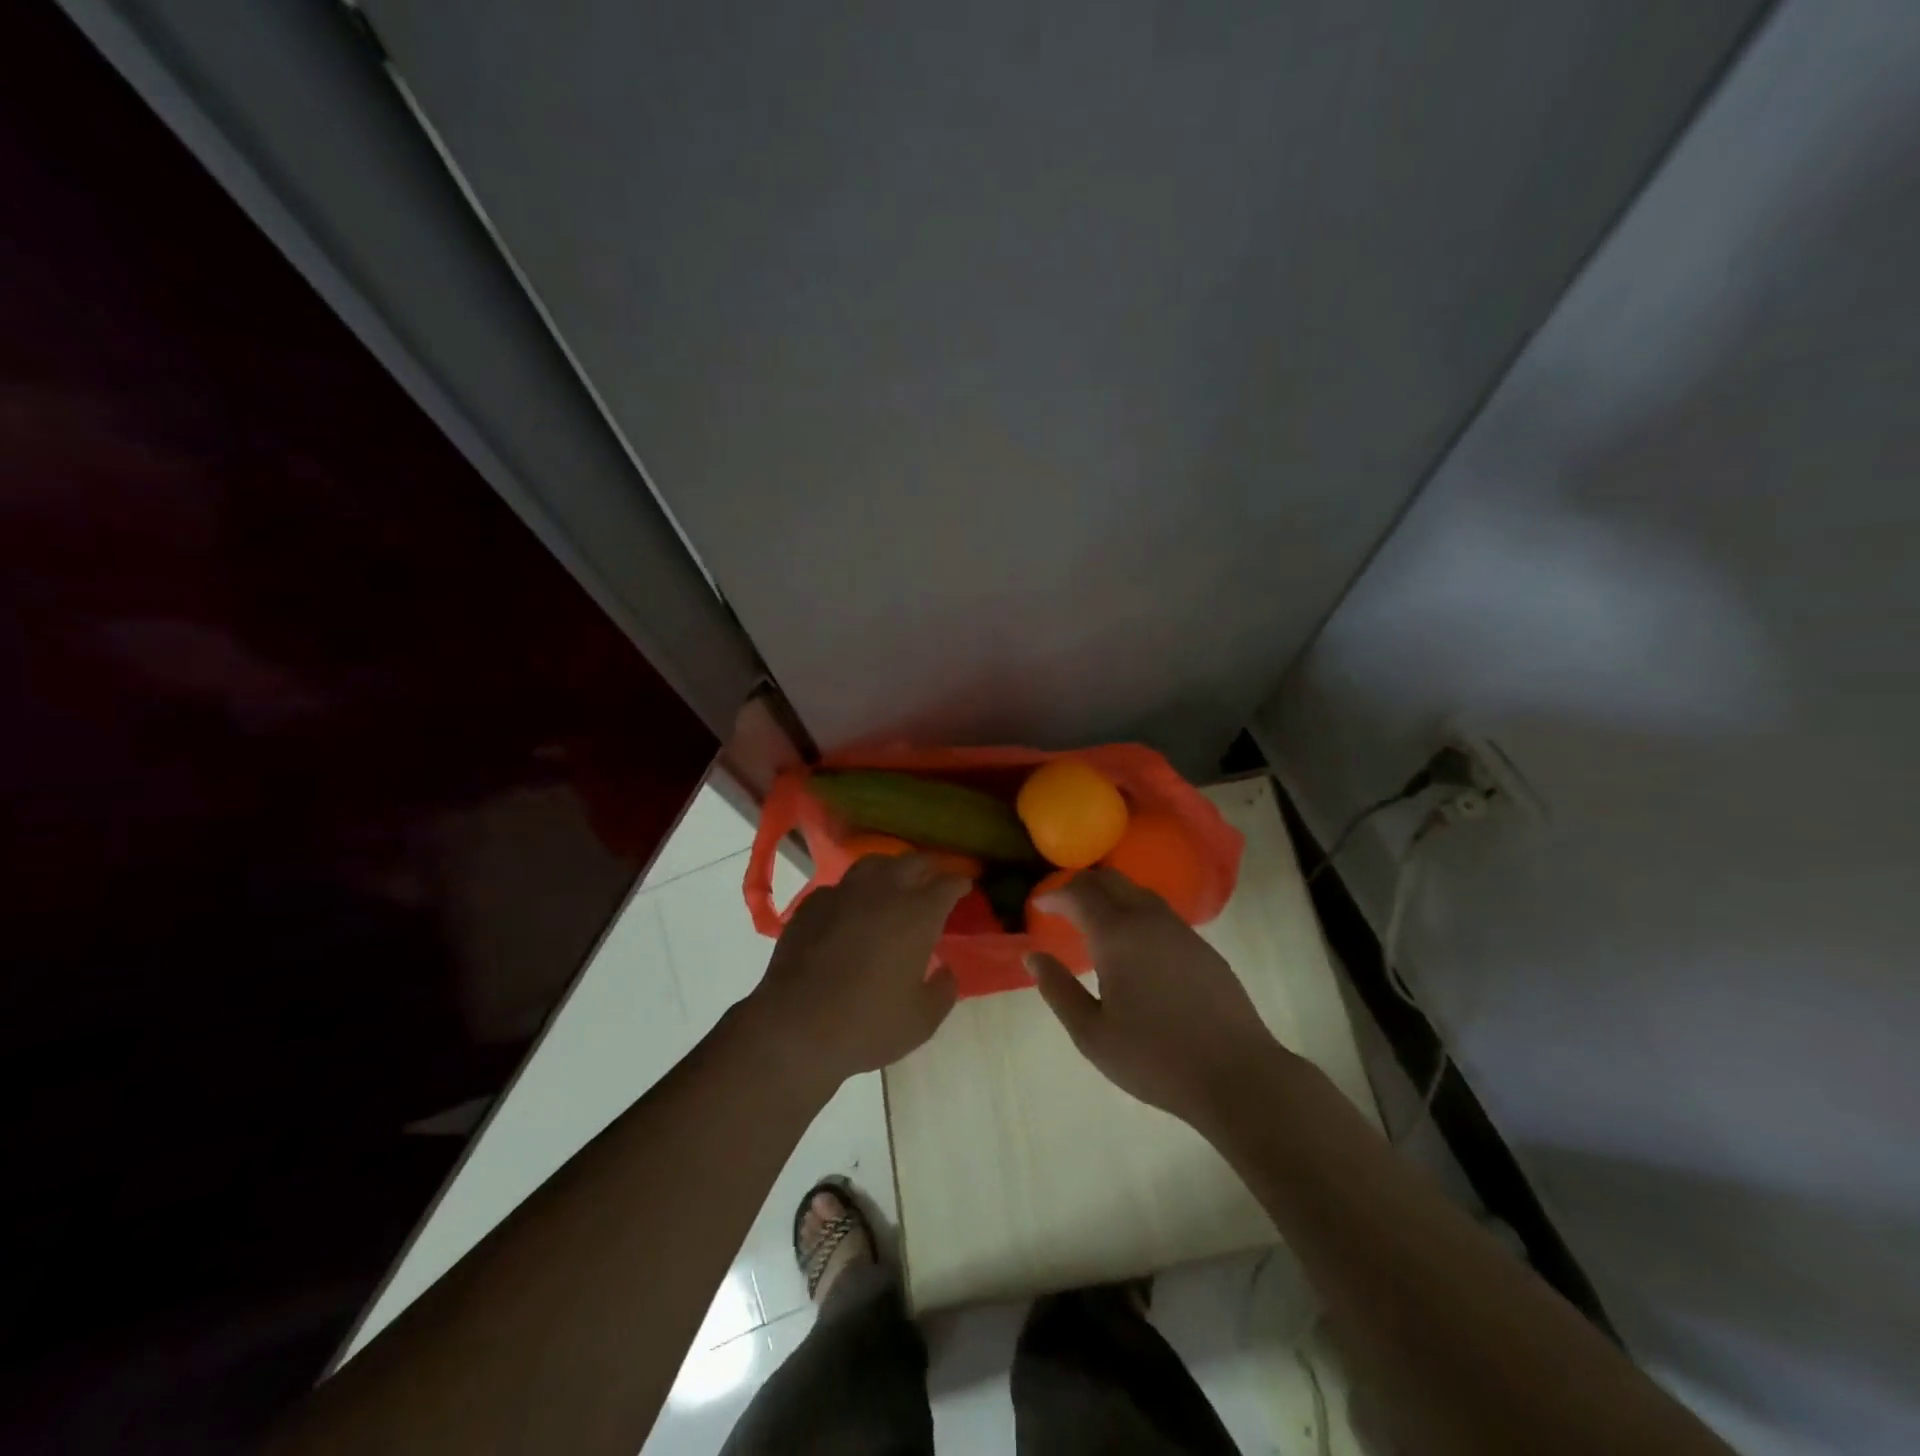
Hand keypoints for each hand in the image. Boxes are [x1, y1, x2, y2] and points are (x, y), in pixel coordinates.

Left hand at [745, 853, 966, 1092]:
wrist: (795, 1027)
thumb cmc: (869, 1024)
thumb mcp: (922, 1019)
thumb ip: (943, 990)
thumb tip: (946, 971)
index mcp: (917, 913)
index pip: (948, 883)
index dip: (960, 883)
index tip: (966, 886)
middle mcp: (883, 891)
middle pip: (912, 862)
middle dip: (929, 867)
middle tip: (935, 878)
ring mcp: (843, 893)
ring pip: (873, 864)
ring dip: (890, 869)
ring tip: (895, 882)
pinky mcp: (812, 905)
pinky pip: (840, 887)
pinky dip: (853, 892)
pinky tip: (852, 909)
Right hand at [1026, 869, 1283, 1132]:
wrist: (1237, 1075)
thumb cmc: (1155, 1058)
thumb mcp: (1092, 1034)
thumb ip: (1058, 990)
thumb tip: (1033, 956)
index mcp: (1117, 935)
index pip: (1079, 893)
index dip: (1054, 894)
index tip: (1037, 905)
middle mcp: (1148, 920)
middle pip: (1110, 880)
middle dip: (1081, 885)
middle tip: (1061, 906)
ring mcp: (1180, 930)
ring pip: (1138, 891)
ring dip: (1110, 895)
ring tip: (1093, 919)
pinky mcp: (1202, 946)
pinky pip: (1159, 911)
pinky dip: (1134, 910)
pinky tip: (1133, 942)